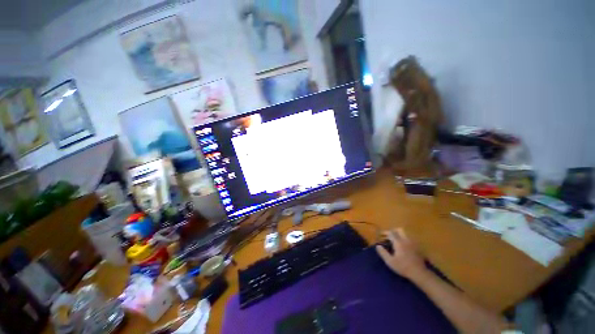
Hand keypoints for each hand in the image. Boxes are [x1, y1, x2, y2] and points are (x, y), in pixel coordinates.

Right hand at [376, 228, 426, 280]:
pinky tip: (404, 247)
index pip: (391, 233)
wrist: (419, 273)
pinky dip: (405, 240)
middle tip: (389, 236)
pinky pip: (410, 240)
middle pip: (399, 230)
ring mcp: (413, 243)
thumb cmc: (403, 267)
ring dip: (399, 235)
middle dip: (393, 231)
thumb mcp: (390, 261)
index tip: (381, 235)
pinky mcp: (417, 247)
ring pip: (405, 234)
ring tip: (396, 241)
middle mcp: (406, 240)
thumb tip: (378, 245)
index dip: (385, 232)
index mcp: (398, 242)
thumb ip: (383, 252)